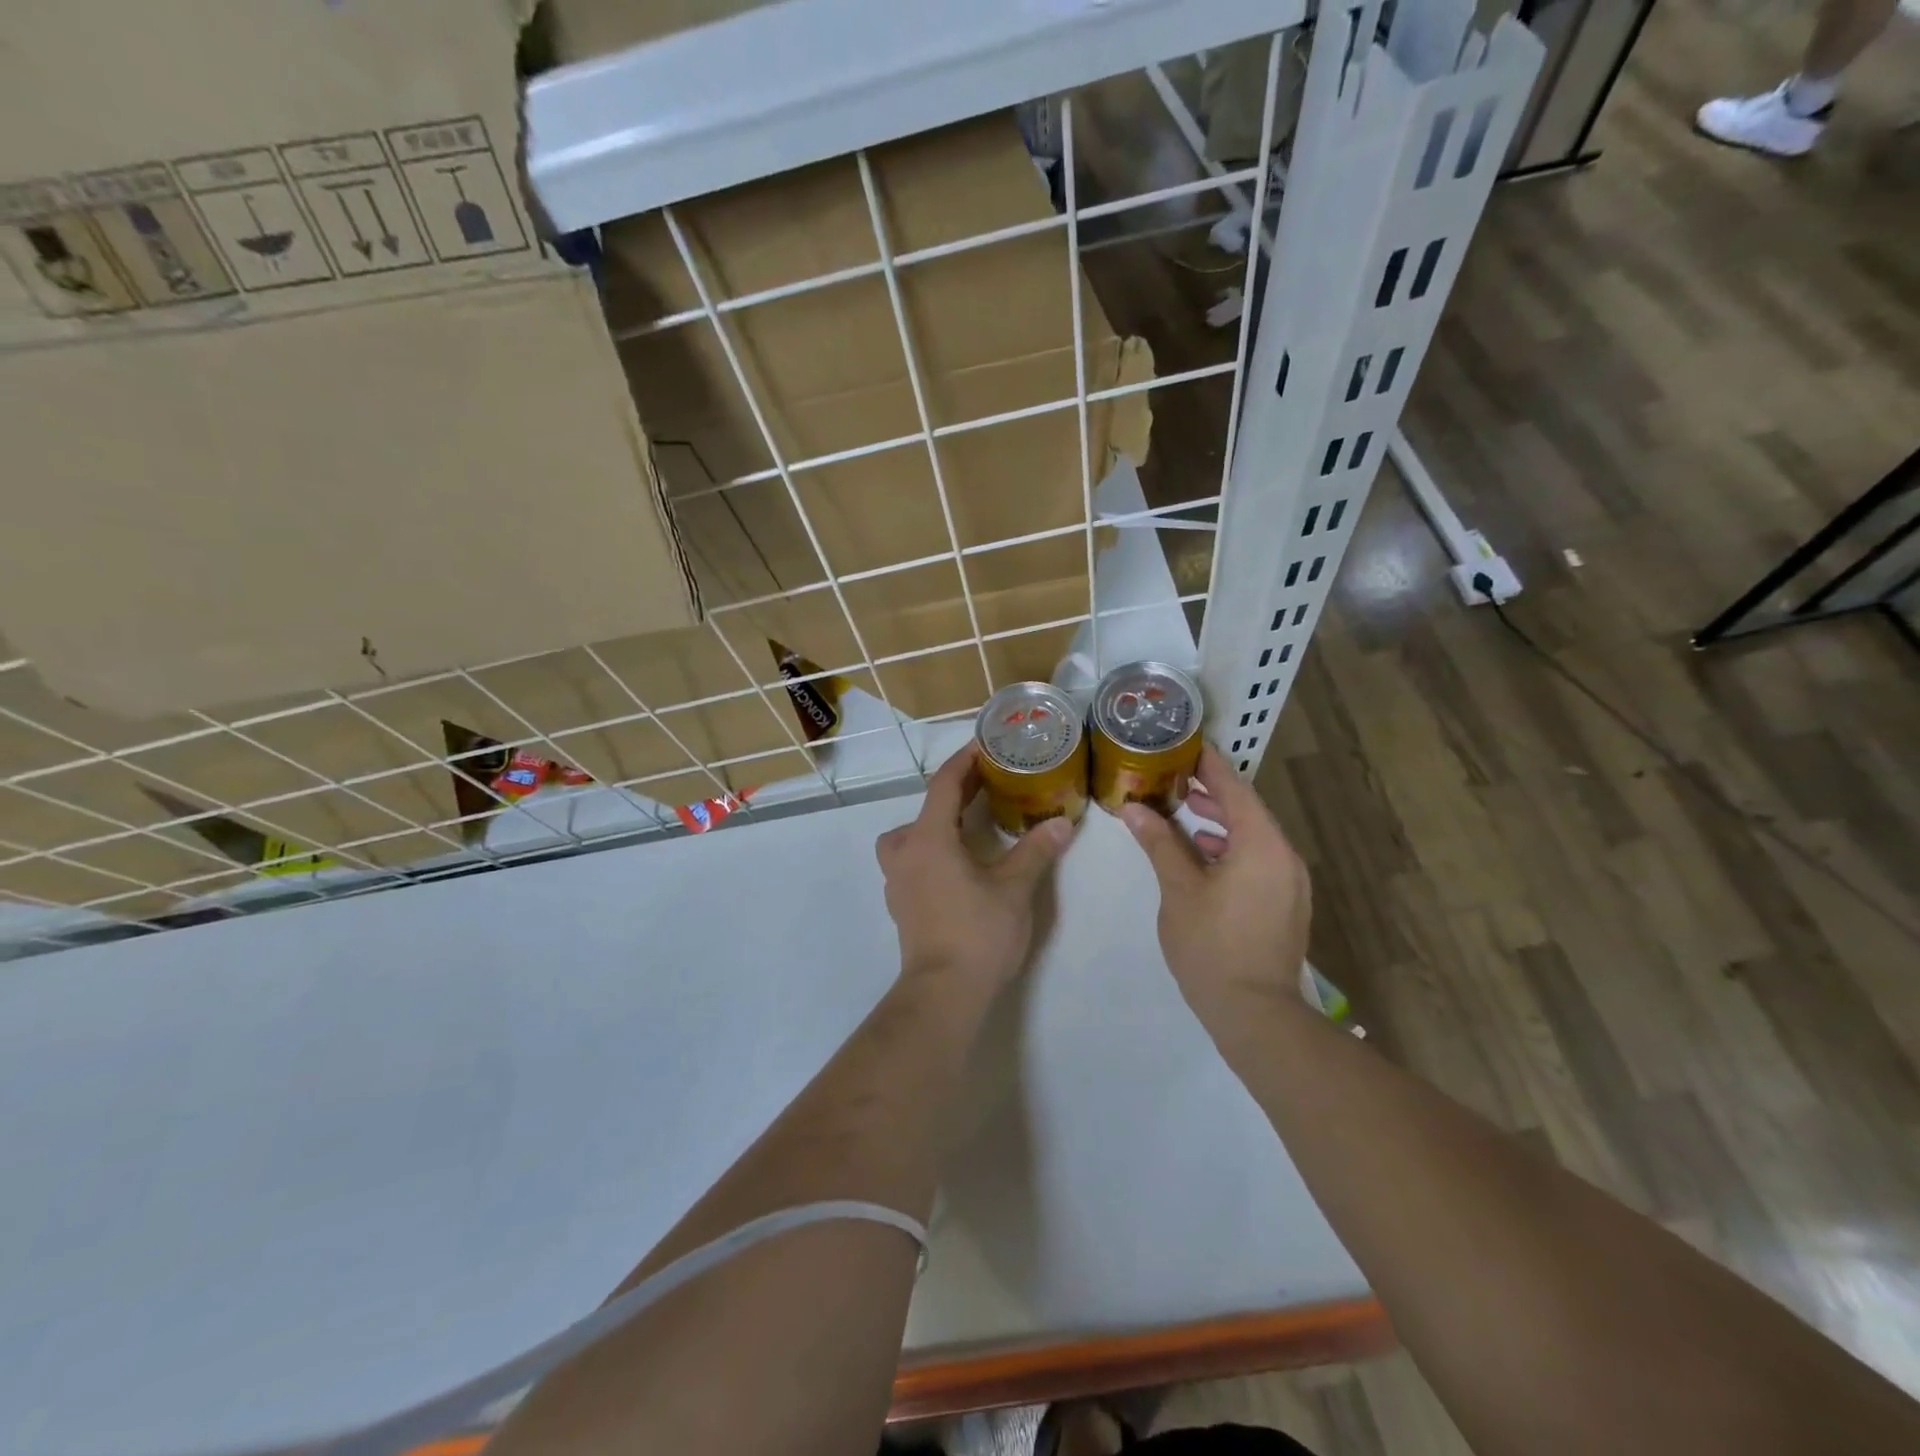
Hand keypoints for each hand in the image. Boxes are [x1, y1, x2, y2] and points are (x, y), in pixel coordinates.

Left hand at [877, 743, 1074, 993]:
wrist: (943, 993)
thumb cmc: (977, 933)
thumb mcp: (1015, 889)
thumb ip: (1036, 851)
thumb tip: (1062, 823)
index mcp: (928, 839)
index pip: (943, 785)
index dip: (964, 762)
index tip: (985, 746)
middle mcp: (905, 853)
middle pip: (926, 808)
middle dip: (955, 792)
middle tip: (988, 784)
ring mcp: (897, 881)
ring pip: (909, 837)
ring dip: (935, 824)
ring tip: (968, 828)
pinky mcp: (900, 904)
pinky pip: (911, 861)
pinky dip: (931, 851)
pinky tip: (957, 866)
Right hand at [1119, 745, 1310, 1016]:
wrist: (1255, 1013)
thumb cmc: (1212, 945)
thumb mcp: (1178, 890)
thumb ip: (1159, 843)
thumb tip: (1134, 808)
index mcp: (1263, 845)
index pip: (1236, 789)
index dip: (1211, 766)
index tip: (1188, 745)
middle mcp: (1285, 857)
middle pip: (1249, 812)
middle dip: (1213, 794)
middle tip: (1176, 779)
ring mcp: (1291, 884)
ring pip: (1255, 838)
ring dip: (1222, 823)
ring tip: (1185, 815)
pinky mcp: (1286, 905)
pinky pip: (1259, 861)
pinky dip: (1232, 850)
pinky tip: (1203, 857)